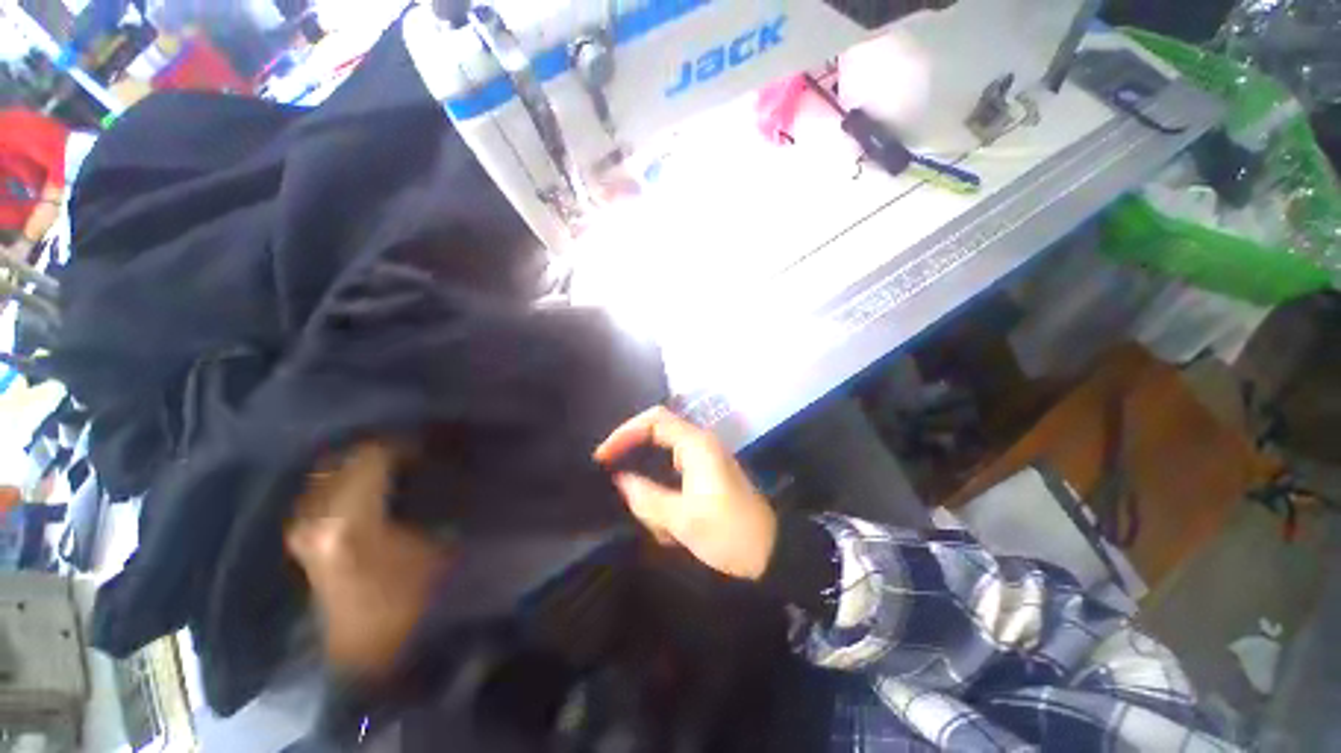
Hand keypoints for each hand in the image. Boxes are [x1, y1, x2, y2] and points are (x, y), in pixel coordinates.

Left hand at [285, 442, 452, 678]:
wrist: (365, 646)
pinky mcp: (300, 533)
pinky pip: (323, 486)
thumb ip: (433, 500)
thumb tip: (437, 467)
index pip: (371, 454)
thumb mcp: (432, 544)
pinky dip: (349, 476)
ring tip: (397, 465)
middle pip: (346, 457)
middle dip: (384, 450)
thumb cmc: (404, 598)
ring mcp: (301, 524)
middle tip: (416, 453)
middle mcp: (314, 516)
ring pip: (331, 469)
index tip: (430, 447)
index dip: (404, 444)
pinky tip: (372, 483)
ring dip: (364, 462)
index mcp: (348, 519)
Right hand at [594, 406, 777, 580]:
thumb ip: (647, 497)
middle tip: (613, 475)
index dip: (625, 432)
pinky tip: (662, 521)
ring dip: (650, 481)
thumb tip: (621, 480)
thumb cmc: (728, 533)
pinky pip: (674, 472)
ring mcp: (704, 458)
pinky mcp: (706, 473)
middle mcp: (700, 444)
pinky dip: (662, 491)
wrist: (769, 552)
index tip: (604, 456)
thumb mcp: (682, 520)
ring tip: (648, 514)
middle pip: (657, 432)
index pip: (654, 420)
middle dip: (634, 454)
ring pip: (663, 456)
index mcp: (696, 445)